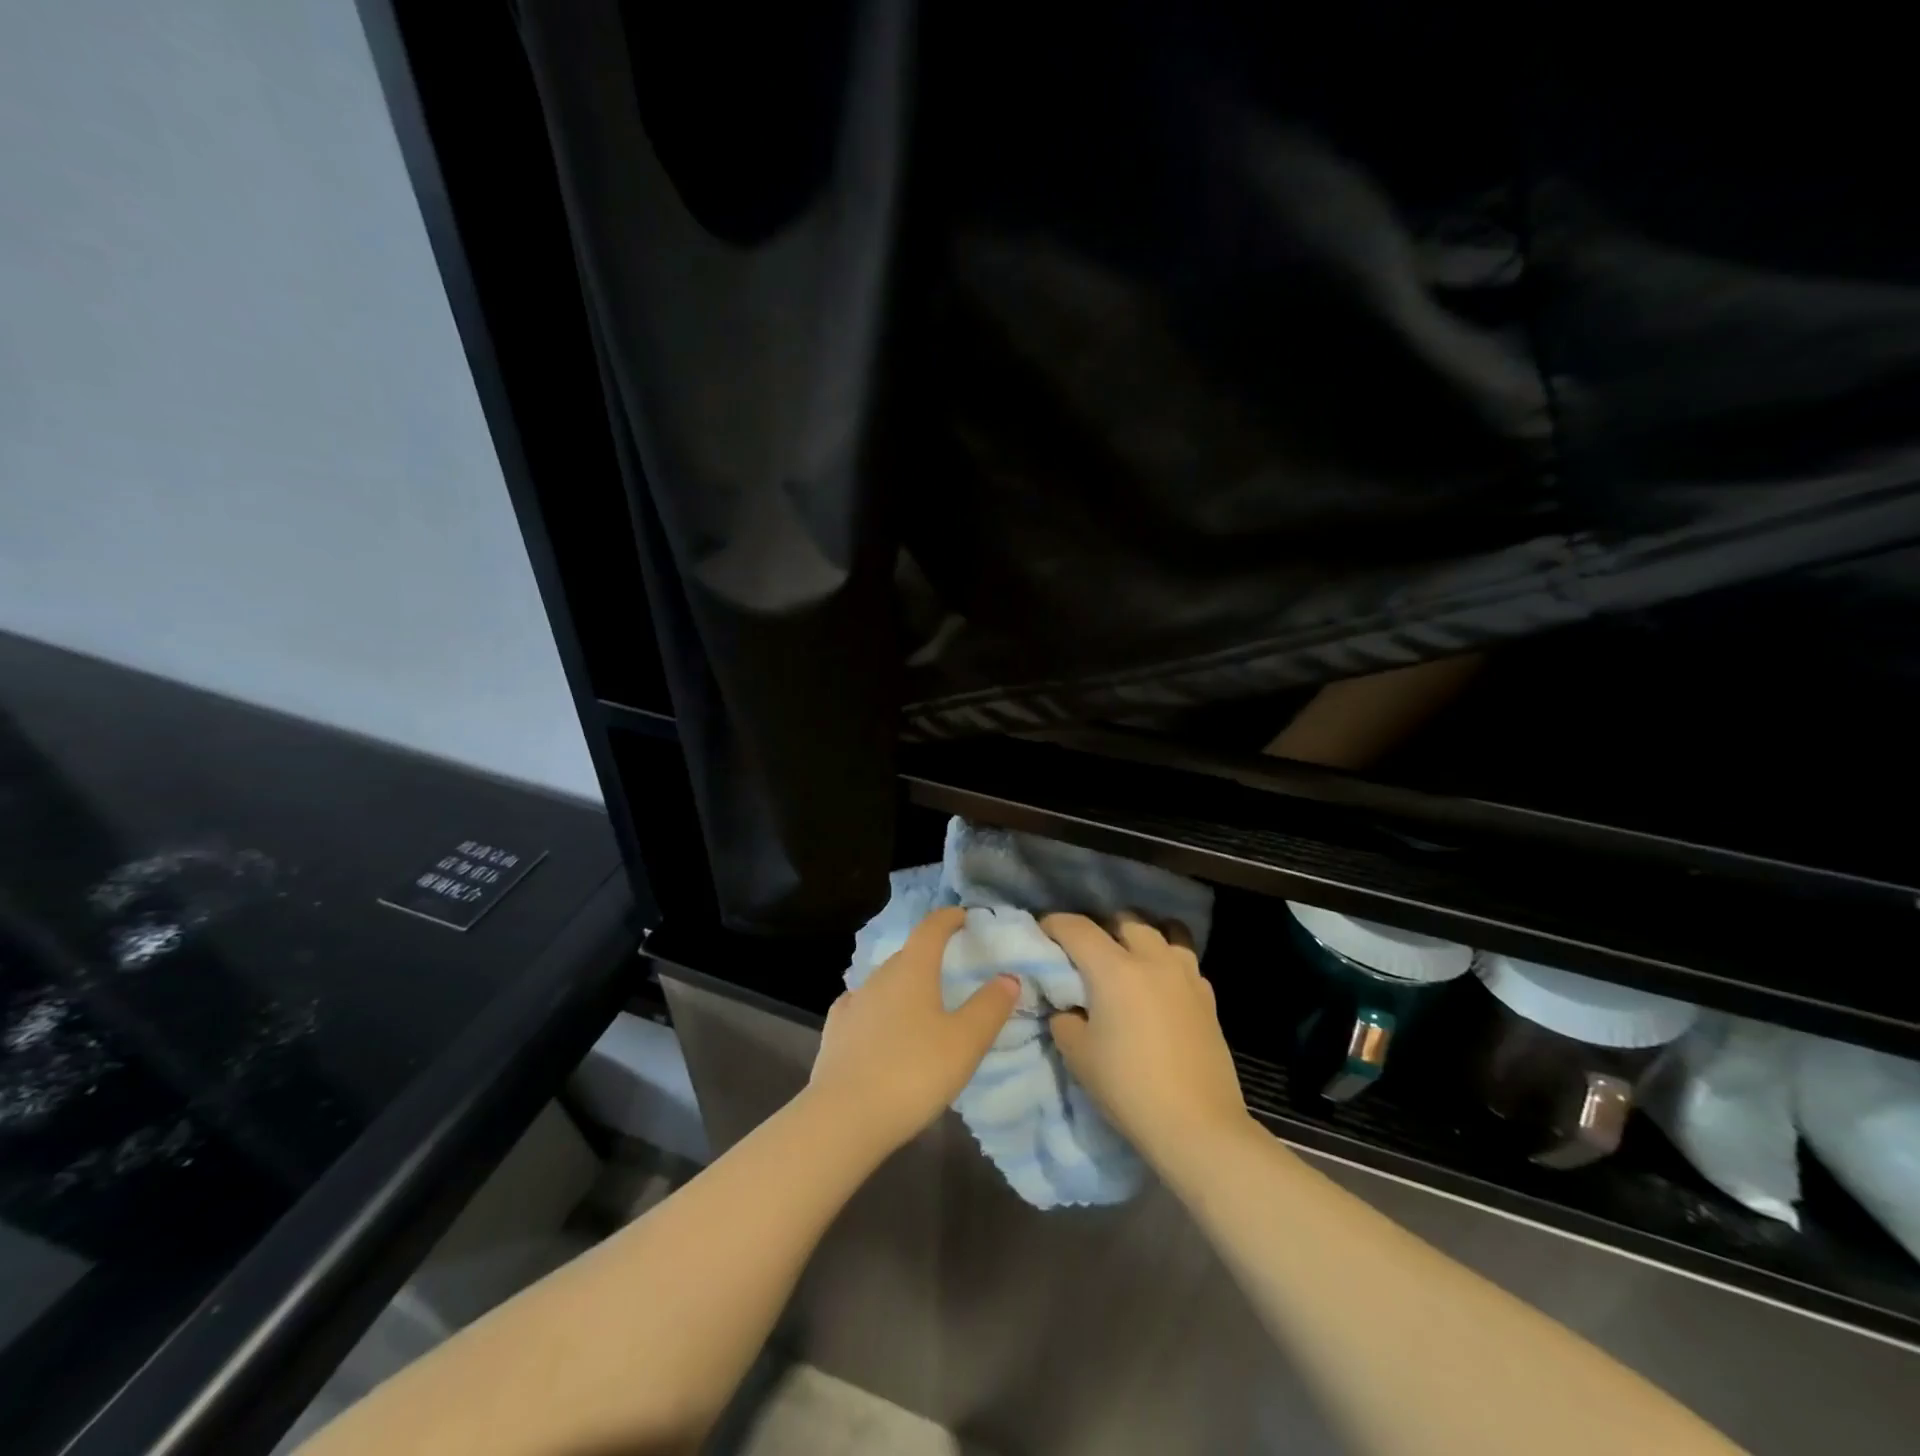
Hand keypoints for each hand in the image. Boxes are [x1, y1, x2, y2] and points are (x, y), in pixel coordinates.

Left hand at [808, 907, 1020, 1156]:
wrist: (844, 1117)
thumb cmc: (913, 1072)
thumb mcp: (965, 1042)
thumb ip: (989, 1007)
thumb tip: (1008, 977)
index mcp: (912, 970)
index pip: (930, 929)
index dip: (948, 918)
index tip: (962, 916)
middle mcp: (879, 977)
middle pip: (907, 955)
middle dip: (928, 954)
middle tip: (950, 967)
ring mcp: (852, 1004)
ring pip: (884, 982)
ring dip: (903, 984)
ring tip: (920, 1002)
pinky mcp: (835, 1033)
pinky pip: (861, 1007)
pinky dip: (877, 1008)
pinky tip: (878, 1023)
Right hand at [1043, 913, 1252, 1170]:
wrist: (1197, 1126)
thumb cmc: (1129, 1088)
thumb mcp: (1078, 1055)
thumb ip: (1065, 1018)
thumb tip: (1068, 1006)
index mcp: (1114, 969)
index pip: (1077, 928)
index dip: (1054, 924)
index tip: (1042, 931)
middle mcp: (1152, 960)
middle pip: (1124, 920)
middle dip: (1101, 927)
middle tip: (1086, 952)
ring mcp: (1185, 975)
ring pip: (1162, 932)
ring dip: (1140, 938)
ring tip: (1128, 959)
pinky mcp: (1208, 996)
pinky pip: (1183, 961)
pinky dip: (1166, 962)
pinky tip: (1159, 987)